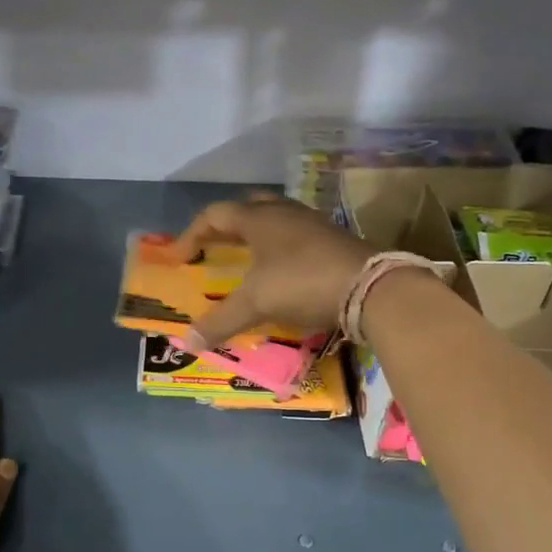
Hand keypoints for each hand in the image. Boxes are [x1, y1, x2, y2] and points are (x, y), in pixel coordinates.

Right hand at [170, 193, 373, 348]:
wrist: (371, 287)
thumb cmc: (302, 283)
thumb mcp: (256, 303)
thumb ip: (220, 321)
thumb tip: (187, 343)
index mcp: (260, 218)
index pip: (216, 215)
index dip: (193, 234)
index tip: (180, 257)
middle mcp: (285, 213)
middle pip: (247, 208)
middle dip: (226, 226)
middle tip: (213, 247)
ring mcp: (313, 224)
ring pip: (275, 220)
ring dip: (255, 236)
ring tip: (245, 259)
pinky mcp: (334, 240)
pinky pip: (296, 236)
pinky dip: (279, 249)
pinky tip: (280, 271)